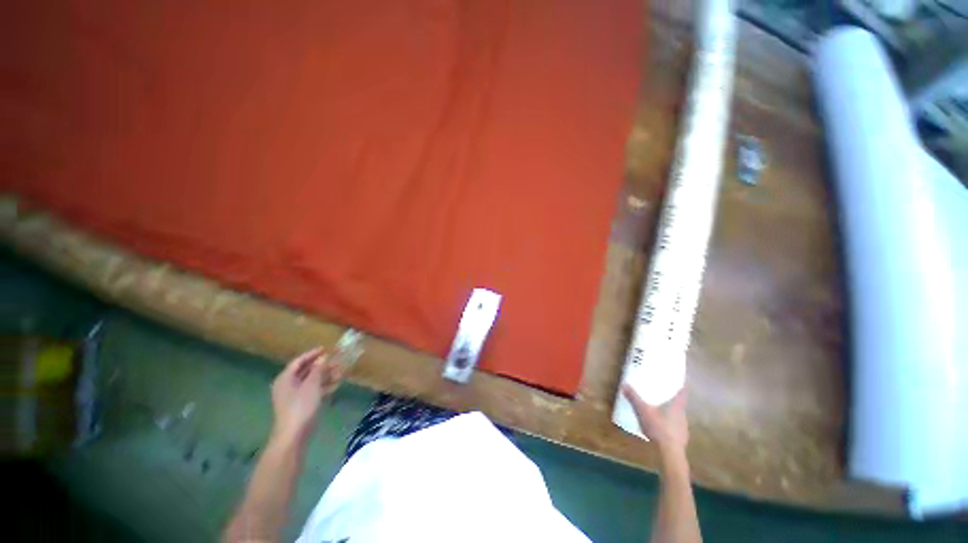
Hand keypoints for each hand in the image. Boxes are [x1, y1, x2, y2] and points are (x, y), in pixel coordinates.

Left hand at [270, 347, 345, 444]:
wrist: (294, 434)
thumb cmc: (301, 406)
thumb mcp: (312, 385)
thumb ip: (318, 370)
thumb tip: (323, 358)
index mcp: (285, 379)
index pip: (299, 362)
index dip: (312, 354)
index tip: (326, 349)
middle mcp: (288, 385)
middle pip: (306, 371)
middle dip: (322, 366)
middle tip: (337, 361)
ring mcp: (294, 396)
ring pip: (311, 381)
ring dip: (325, 376)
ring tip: (341, 372)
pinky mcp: (301, 405)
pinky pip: (313, 391)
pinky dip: (324, 387)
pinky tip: (336, 385)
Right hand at [622, 384, 688, 456]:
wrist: (670, 453)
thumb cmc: (658, 428)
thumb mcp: (643, 411)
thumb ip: (634, 398)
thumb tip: (624, 384)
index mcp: (676, 406)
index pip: (682, 392)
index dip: (682, 385)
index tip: (681, 379)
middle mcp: (682, 415)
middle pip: (680, 404)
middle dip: (673, 398)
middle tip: (665, 393)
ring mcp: (683, 427)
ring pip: (678, 415)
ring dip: (671, 412)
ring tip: (661, 410)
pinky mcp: (681, 438)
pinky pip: (675, 426)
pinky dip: (670, 424)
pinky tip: (662, 427)